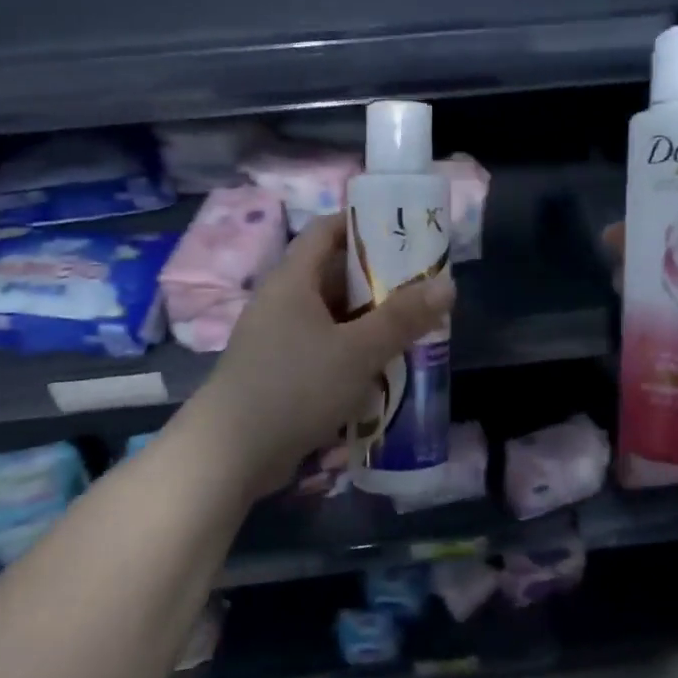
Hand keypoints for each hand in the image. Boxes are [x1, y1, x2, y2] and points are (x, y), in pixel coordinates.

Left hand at [185, 214, 454, 498]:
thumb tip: (448, 284)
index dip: (364, 223)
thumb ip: (403, 318)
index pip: (327, 229)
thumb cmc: (295, 387)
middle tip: (422, 287)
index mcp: (293, 279)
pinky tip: (380, 369)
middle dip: (379, 279)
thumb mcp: (358, 351)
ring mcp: (277, 337)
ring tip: (412, 328)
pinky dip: (351, 350)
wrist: (230, 454)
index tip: (405, 232)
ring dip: (368, 320)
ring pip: (332, 315)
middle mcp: (282, 300)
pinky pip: (322, 347)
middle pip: (334, 274)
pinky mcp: (279, 371)